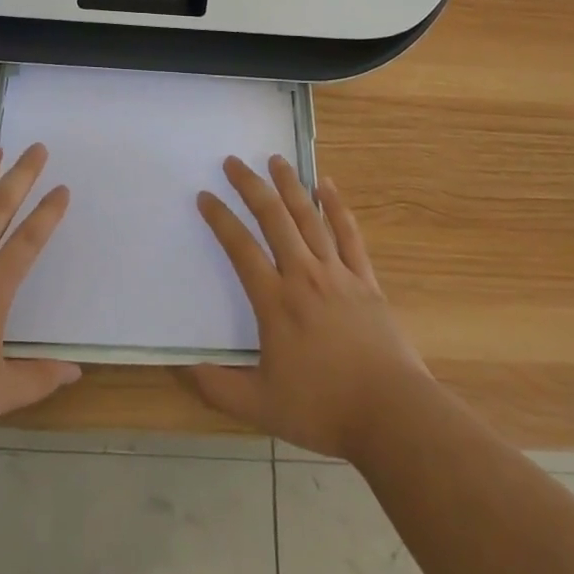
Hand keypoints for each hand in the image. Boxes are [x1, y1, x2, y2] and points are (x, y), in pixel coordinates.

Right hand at [188, 155, 431, 460]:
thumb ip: (218, 387)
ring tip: (275, 159)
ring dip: (290, 185)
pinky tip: (327, 185)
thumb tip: (181, 367)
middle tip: (233, 161)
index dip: (220, 219)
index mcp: (275, 302)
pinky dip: (336, 207)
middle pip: (273, 218)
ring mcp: (337, 273)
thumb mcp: (261, 408)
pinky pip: (348, 234)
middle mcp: (303, 275)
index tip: (205, 196)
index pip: (240, 248)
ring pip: (309, 217)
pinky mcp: (365, 280)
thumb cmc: (324, 409)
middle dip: (251, 186)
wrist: (391, 414)